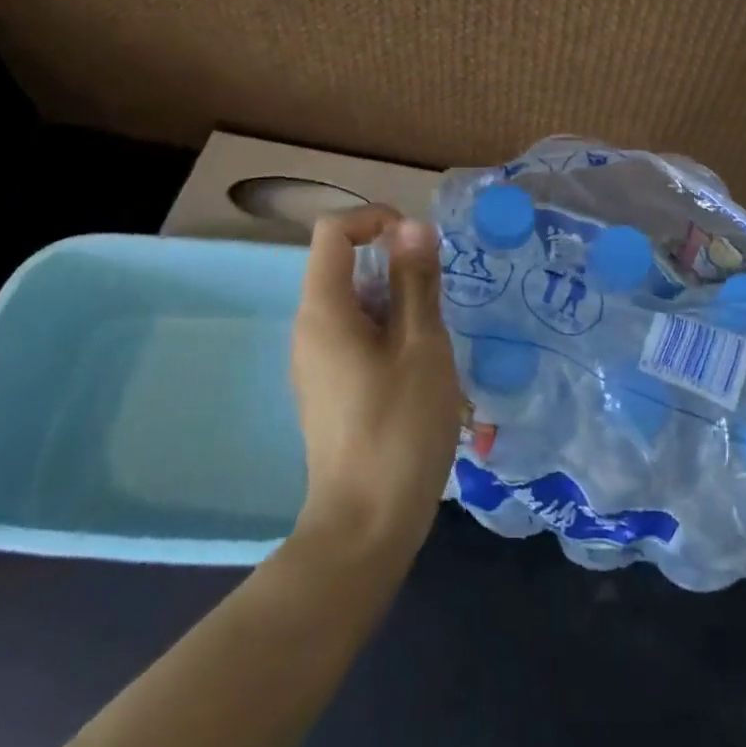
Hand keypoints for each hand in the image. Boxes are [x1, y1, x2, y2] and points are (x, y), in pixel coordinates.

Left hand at [290, 207, 461, 561]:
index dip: (374, 219)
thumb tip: (412, 226)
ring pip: (352, 302)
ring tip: (432, 336)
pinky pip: (352, 335)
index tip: (417, 242)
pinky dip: (385, 330)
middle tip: (436, 295)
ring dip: (394, 300)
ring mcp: (313, 361)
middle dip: (392, 264)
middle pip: (342, 264)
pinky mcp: (326, 388)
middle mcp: (308, 328)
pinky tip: (417, 368)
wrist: (365, 527)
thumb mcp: (422, 345)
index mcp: (324, 309)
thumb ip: (416, 280)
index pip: (333, 230)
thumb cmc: (399, 427)